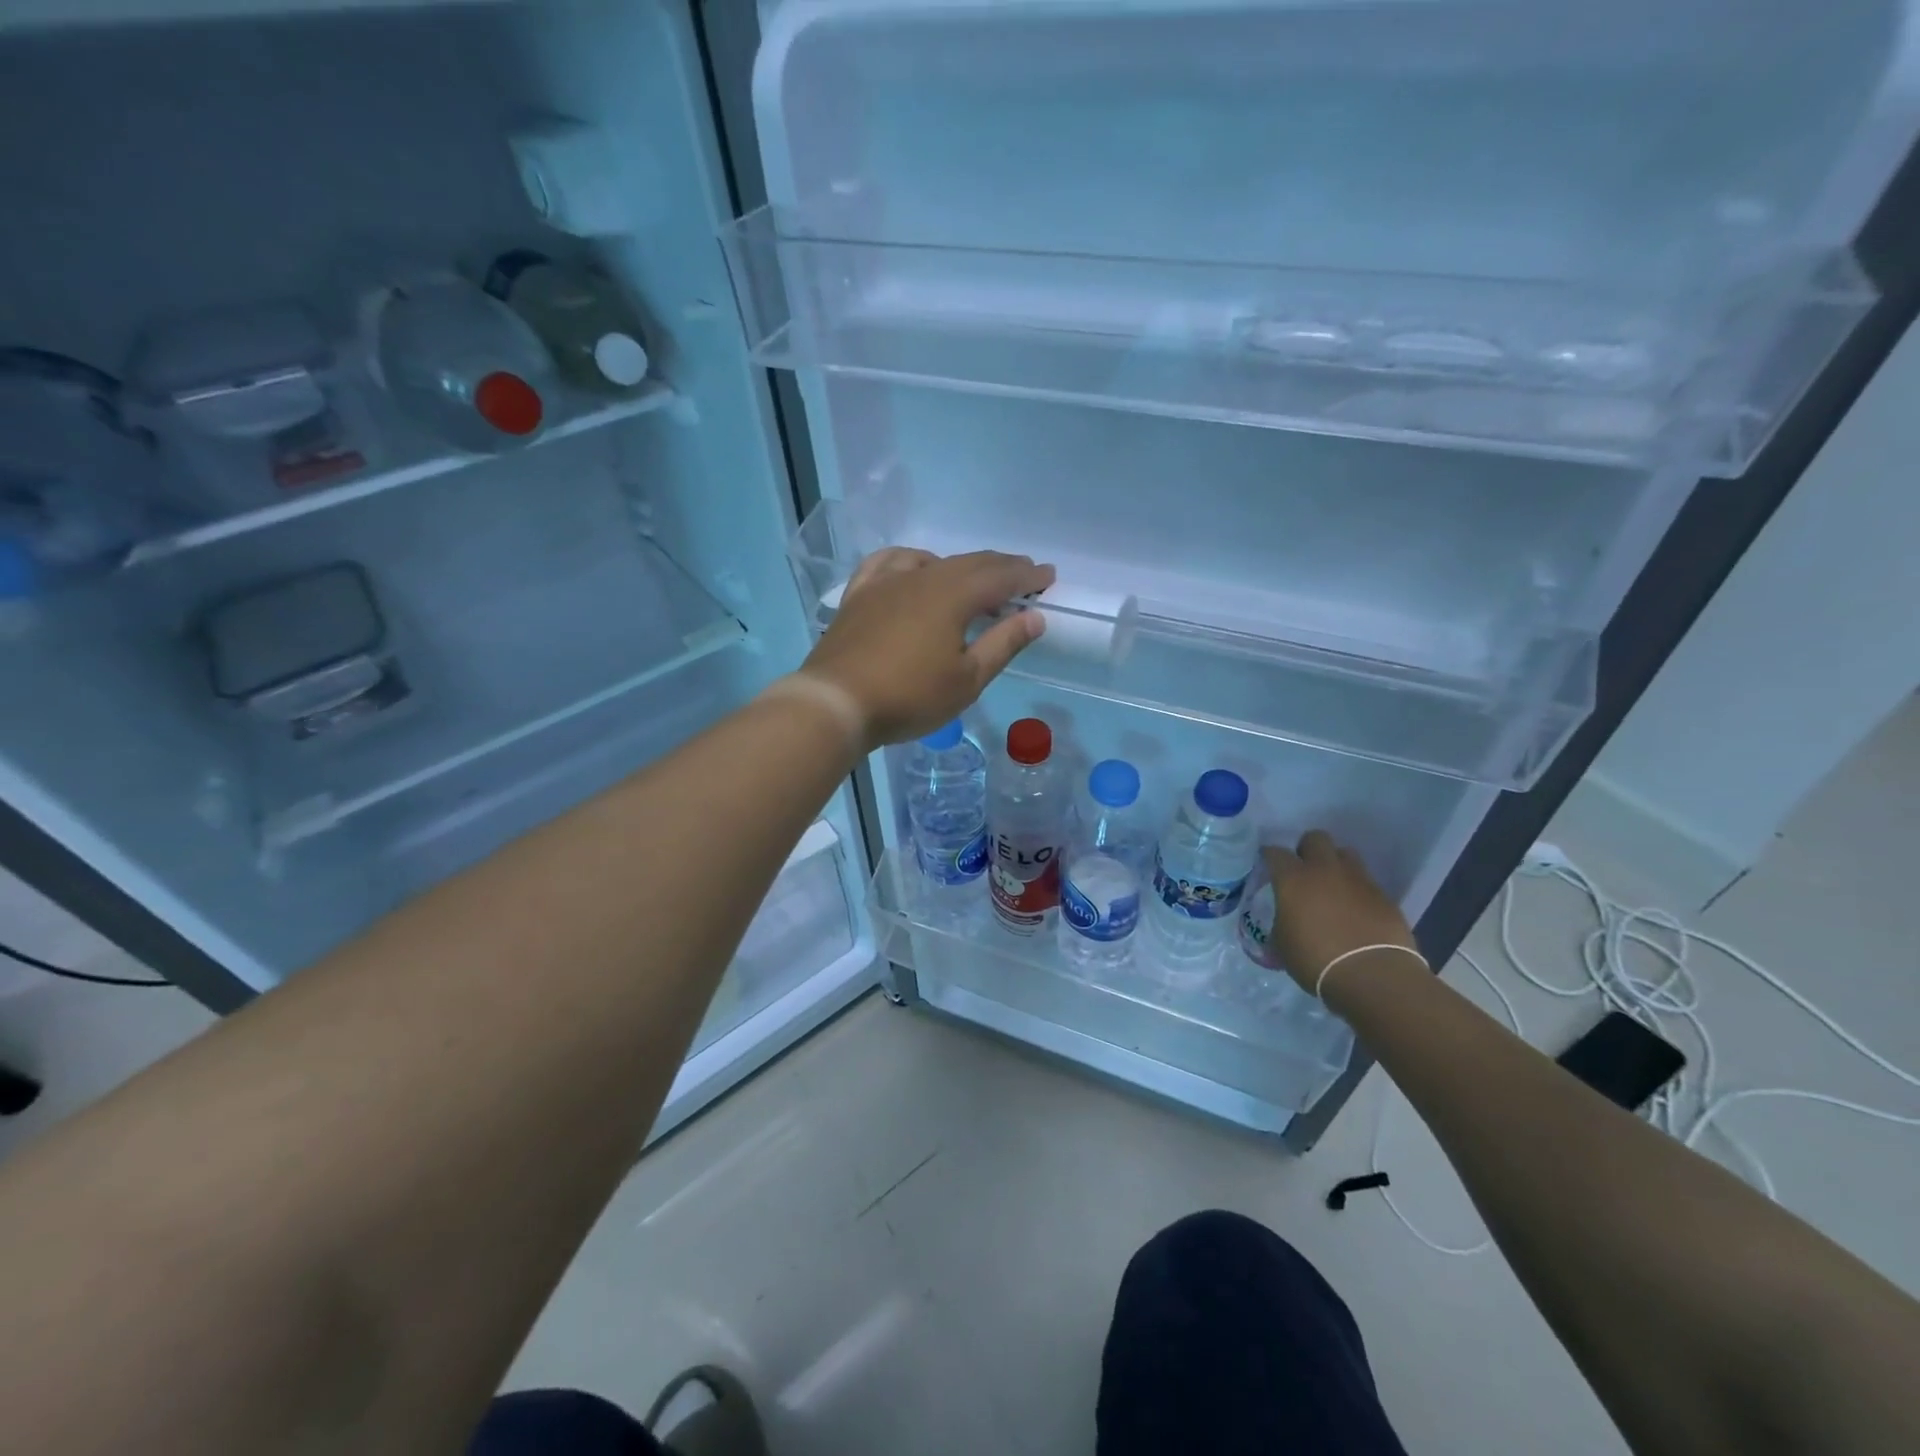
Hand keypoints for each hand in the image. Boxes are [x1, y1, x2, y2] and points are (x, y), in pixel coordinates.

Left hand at [802, 547, 1055, 747]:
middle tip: (1024, 574)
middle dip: (1001, 567)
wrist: (836, 702)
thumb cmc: (909, 696)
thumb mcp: (967, 679)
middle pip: (970, 563)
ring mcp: (886, 582)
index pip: (1000, 576)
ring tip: (976, 578)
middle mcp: (922, 577)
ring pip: (933, 561)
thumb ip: (1003, 644)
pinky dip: (913, 560)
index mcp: (954, 595)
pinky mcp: (860, 594)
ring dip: (962, 565)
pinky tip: (917, 568)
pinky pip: (890, 562)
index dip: (1028, 576)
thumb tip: (1035, 617)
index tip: (1049, 577)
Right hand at [1263, 831, 1418, 993]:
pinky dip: (1357, 890)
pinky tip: (1355, 910)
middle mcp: (1325, 870)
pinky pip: (1366, 881)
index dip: (1269, 857)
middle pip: (1316, 838)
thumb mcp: (1282, 944)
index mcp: (1293, 879)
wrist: (1373, 976)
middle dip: (1307, 849)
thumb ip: (1280, 922)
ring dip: (1336, 864)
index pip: (1275, 852)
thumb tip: (1283, 920)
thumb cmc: (1316, 961)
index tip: (1267, 866)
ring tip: (1332, 886)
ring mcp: (1358, 880)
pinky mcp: (1384, 896)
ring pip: (1345, 854)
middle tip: (1303, 870)